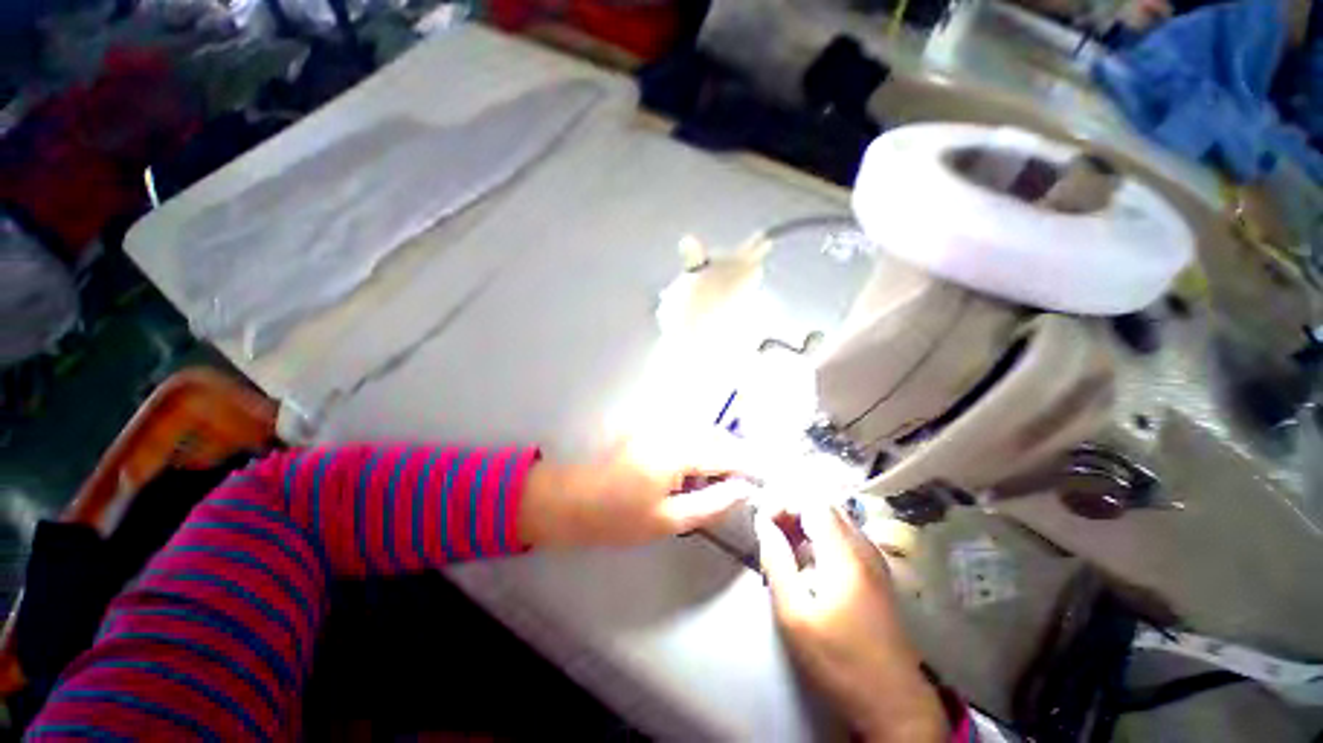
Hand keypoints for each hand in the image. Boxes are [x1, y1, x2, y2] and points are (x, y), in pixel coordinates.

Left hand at [517, 442, 751, 547]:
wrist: (574, 502)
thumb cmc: (620, 518)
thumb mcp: (669, 520)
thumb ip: (710, 504)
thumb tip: (740, 491)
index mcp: (677, 454)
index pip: (723, 455)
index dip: (746, 466)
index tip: (763, 478)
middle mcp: (670, 432)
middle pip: (713, 435)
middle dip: (733, 453)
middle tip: (741, 478)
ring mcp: (656, 427)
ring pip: (698, 431)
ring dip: (714, 448)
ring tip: (720, 476)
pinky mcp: (646, 429)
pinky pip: (682, 432)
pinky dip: (696, 445)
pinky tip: (693, 468)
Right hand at [756, 505, 946, 742]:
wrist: (894, 703)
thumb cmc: (839, 660)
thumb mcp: (794, 614)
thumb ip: (776, 561)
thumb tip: (763, 522)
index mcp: (844, 553)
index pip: (811, 501)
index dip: (783, 502)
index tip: (763, 521)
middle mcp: (863, 547)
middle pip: (824, 506)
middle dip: (793, 511)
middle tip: (770, 533)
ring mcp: (874, 561)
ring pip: (836, 521)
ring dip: (806, 524)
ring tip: (783, 547)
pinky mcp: (877, 575)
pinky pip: (845, 538)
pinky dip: (821, 537)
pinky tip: (808, 562)